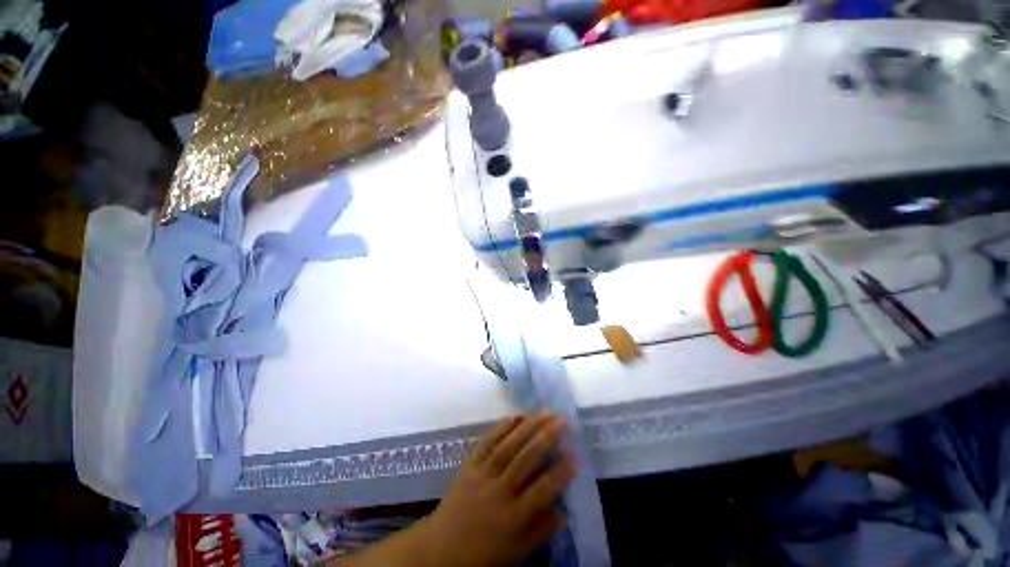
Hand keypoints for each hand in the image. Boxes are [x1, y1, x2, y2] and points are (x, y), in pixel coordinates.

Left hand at [422, 412, 575, 566]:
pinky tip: (517, 416)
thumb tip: (564, 511)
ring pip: (508, 445)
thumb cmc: (483, 553)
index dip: (560, 472)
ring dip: (528, 425)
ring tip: (545, 412)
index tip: (575, 455)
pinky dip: (503, 426)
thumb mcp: (515, 552)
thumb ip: (540, 531)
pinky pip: (487, 441)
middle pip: (525, 459)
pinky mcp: (469, 464)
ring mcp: (482, 474)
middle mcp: (498, 491)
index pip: (541, 490)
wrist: (441, 548)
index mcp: (512, 518)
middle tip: (563, 421)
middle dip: (546, 437)